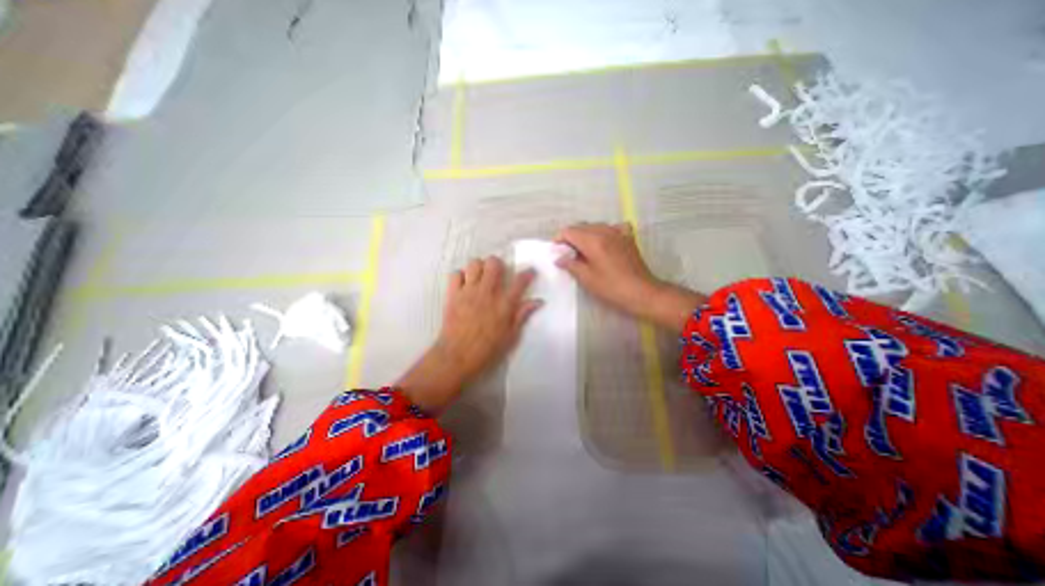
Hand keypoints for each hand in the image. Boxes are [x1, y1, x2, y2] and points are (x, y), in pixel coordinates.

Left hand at [398, 257, 543, 411]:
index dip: (528, 273)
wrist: (458, 357)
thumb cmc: (487, 349)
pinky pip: (455, 274)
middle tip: (498, 273)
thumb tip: (538, 301)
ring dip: (479, 267)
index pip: (520, 281)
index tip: (530, 272)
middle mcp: (487, 293)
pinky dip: (461, 276)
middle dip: (498, 264)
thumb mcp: (511, 336)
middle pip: (494, 263)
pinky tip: (464, 285)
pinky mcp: (453, 295)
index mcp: (504, 304)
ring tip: (481, 277)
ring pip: (474, 264)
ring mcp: (468, 292)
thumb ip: (522, 315)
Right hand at [555, 221, 708, 333]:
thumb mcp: (587, 279)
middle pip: (581, 226)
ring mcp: (618, 232)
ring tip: (583, 251)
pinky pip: (612, 227)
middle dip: (571, 237)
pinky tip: (604, 242)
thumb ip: (571, 264)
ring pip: (595, 226)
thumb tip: (558, 258)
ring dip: (585, 235)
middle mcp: (605, 231)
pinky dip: (604, 232)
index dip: (559, 239)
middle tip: (567, 254)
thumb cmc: (612, 288)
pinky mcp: (628, 237)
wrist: (642, 292)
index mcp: (593, 241)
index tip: (557, 252)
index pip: (569, 231)